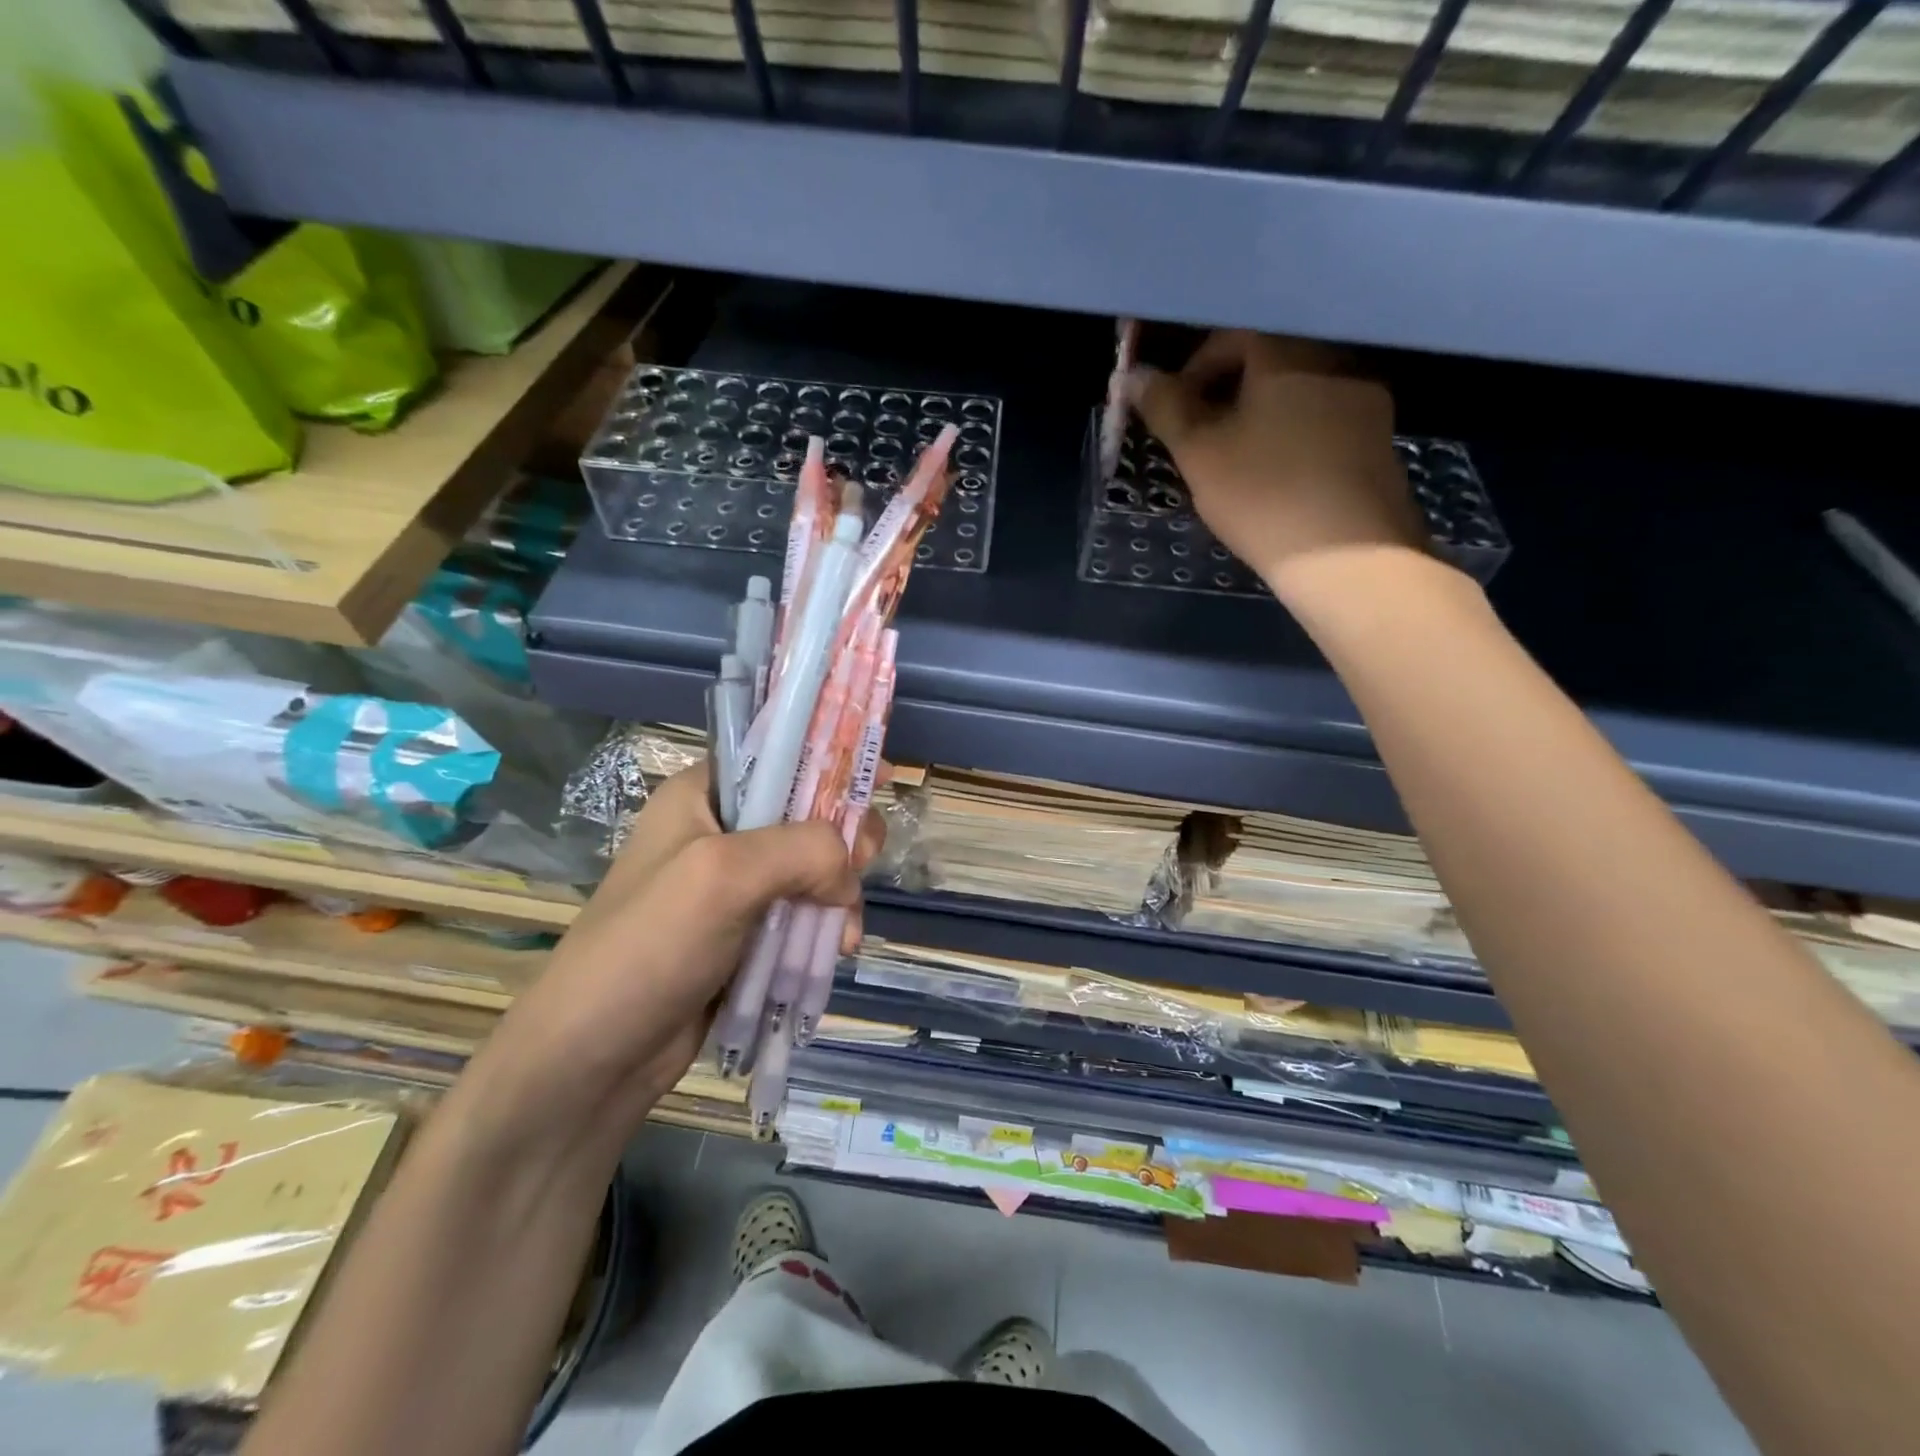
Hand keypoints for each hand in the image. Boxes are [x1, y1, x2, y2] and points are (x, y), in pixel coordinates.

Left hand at [451, 765, 878, 1163]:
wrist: (594, 1058)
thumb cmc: (650, 946)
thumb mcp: (725, 874)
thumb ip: (804, 850)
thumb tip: (850, 874)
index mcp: (703, 795)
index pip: (780, 755)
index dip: (833, 760)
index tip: (885, 779)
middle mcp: (720, 831)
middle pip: (807, 815)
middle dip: (843, 842)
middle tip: (863, 867)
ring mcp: (733, 886)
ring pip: (814, 870)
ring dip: (838, 896)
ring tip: (841, 936)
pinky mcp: (746, 933)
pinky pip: (802, 915)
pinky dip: (823, 929)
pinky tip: (833, 952)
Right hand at [1128, 331, 1427, 597]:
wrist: (1348, 557)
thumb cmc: (1262, 495)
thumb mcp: (1198, 453)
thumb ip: (1165, 408)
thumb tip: (1133, 376)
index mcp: (1288, 352)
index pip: (1231, 336)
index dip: (1192, 370)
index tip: (1174, 412)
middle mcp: (1335, 359)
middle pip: (1267, 361)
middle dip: (1226, 393)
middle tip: (1200, 440)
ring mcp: (1365, 400)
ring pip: (1297, 392)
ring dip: (1260, 415)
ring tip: (1236, 462)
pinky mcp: (1380, 439)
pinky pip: (1323, 420)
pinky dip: (1292, 436)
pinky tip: (1278, 479)